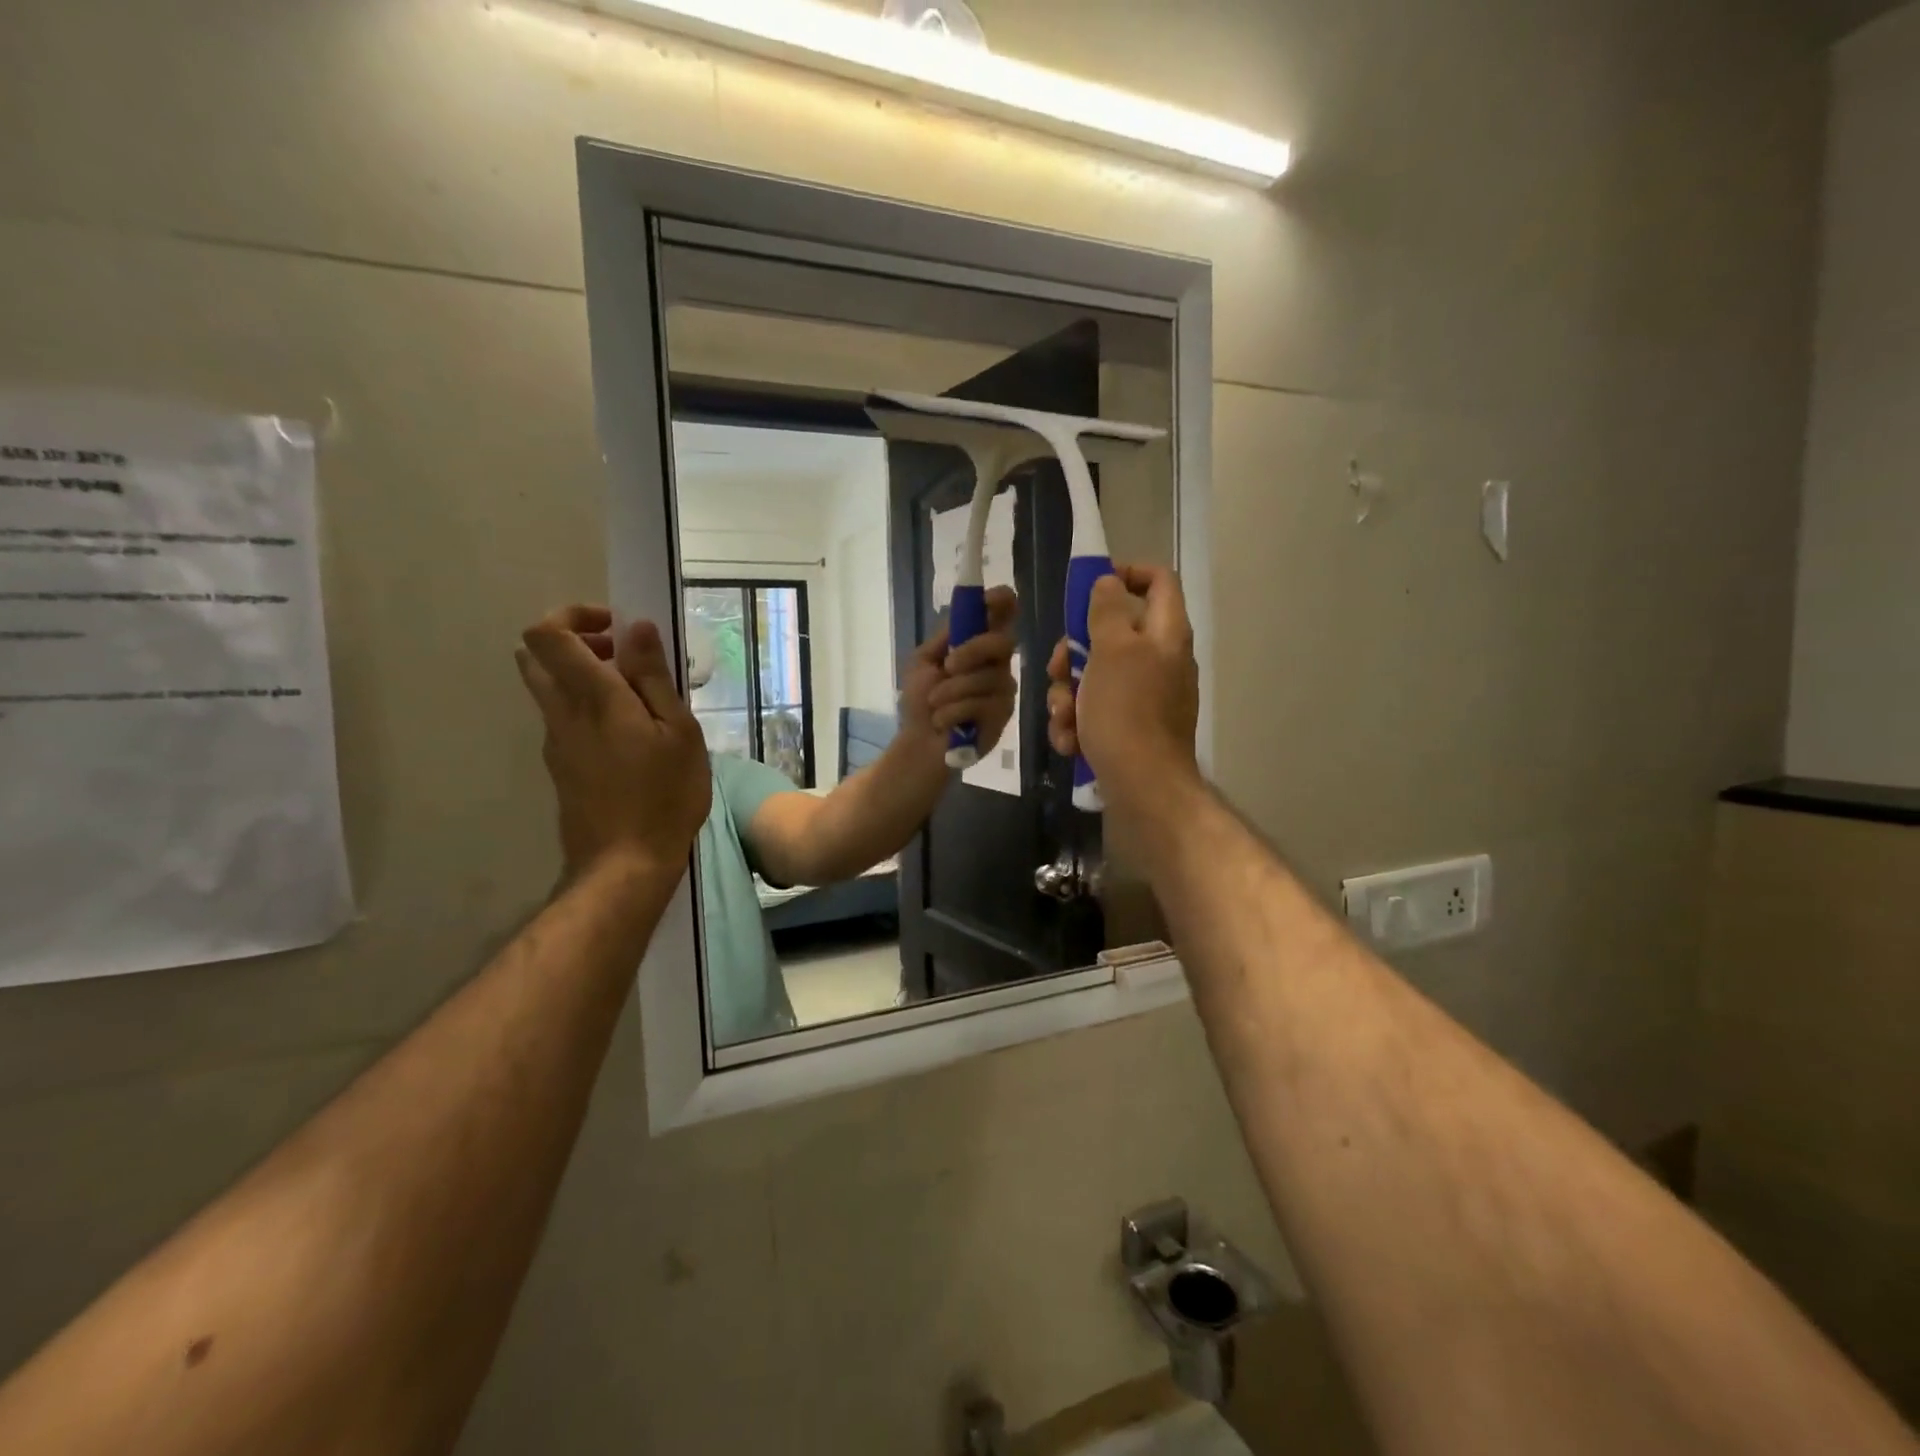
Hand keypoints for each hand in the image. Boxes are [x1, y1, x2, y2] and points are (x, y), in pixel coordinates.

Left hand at [516, 605, 711, 877]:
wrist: (623, 865)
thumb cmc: (664, 796)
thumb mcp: (678, 732)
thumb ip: (653, 678)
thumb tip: (635, 627)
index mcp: (593, 697)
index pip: (547, 634)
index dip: (574, 616)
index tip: (618, 629)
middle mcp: (562, 713)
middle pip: (536, 657)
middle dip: (576, 642)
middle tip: (624, 659)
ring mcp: (556, 742)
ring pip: (548, 688)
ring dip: (583, 676)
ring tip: (637, 700)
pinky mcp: (560, 766)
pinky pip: (564, 718)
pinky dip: (588, 707)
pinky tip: (632, 737)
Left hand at [901, 586, 1019, 755]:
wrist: (918, 743)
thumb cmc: (920, 702)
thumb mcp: (923, 663)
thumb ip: (945, 638)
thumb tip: (965, 612)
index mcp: (978, 646)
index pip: (1002, 616)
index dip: (1003, 602)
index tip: (995, 599)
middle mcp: (997, 664)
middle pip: (1002, 642)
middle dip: (973, 651)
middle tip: (947, 666)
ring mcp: (1003, 691)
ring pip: (987, 678)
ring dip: (950, 692)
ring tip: (934, 705)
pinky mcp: (1003, 717)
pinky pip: (981, 705)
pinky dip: (952, 713)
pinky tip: (943, 723)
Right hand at [1046, 564, 1200, 808]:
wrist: (1144, 788)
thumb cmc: (1127, 712)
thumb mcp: (1112, 652)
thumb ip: (1108, 611)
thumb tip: (1109, 582)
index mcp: (1165, 634)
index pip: (1158, 580)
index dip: (1126, 573)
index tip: (1088, 588)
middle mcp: (1159, 660)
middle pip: (1111, 634)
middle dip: (1074, 652)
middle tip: (1058, 668)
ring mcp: (1145, 697)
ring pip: (1094, 677)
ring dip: (1068, 695)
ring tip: (1064, 718)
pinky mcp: (1130, 729)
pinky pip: (1096, 712)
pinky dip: (1078, 724)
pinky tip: (1069, 742)